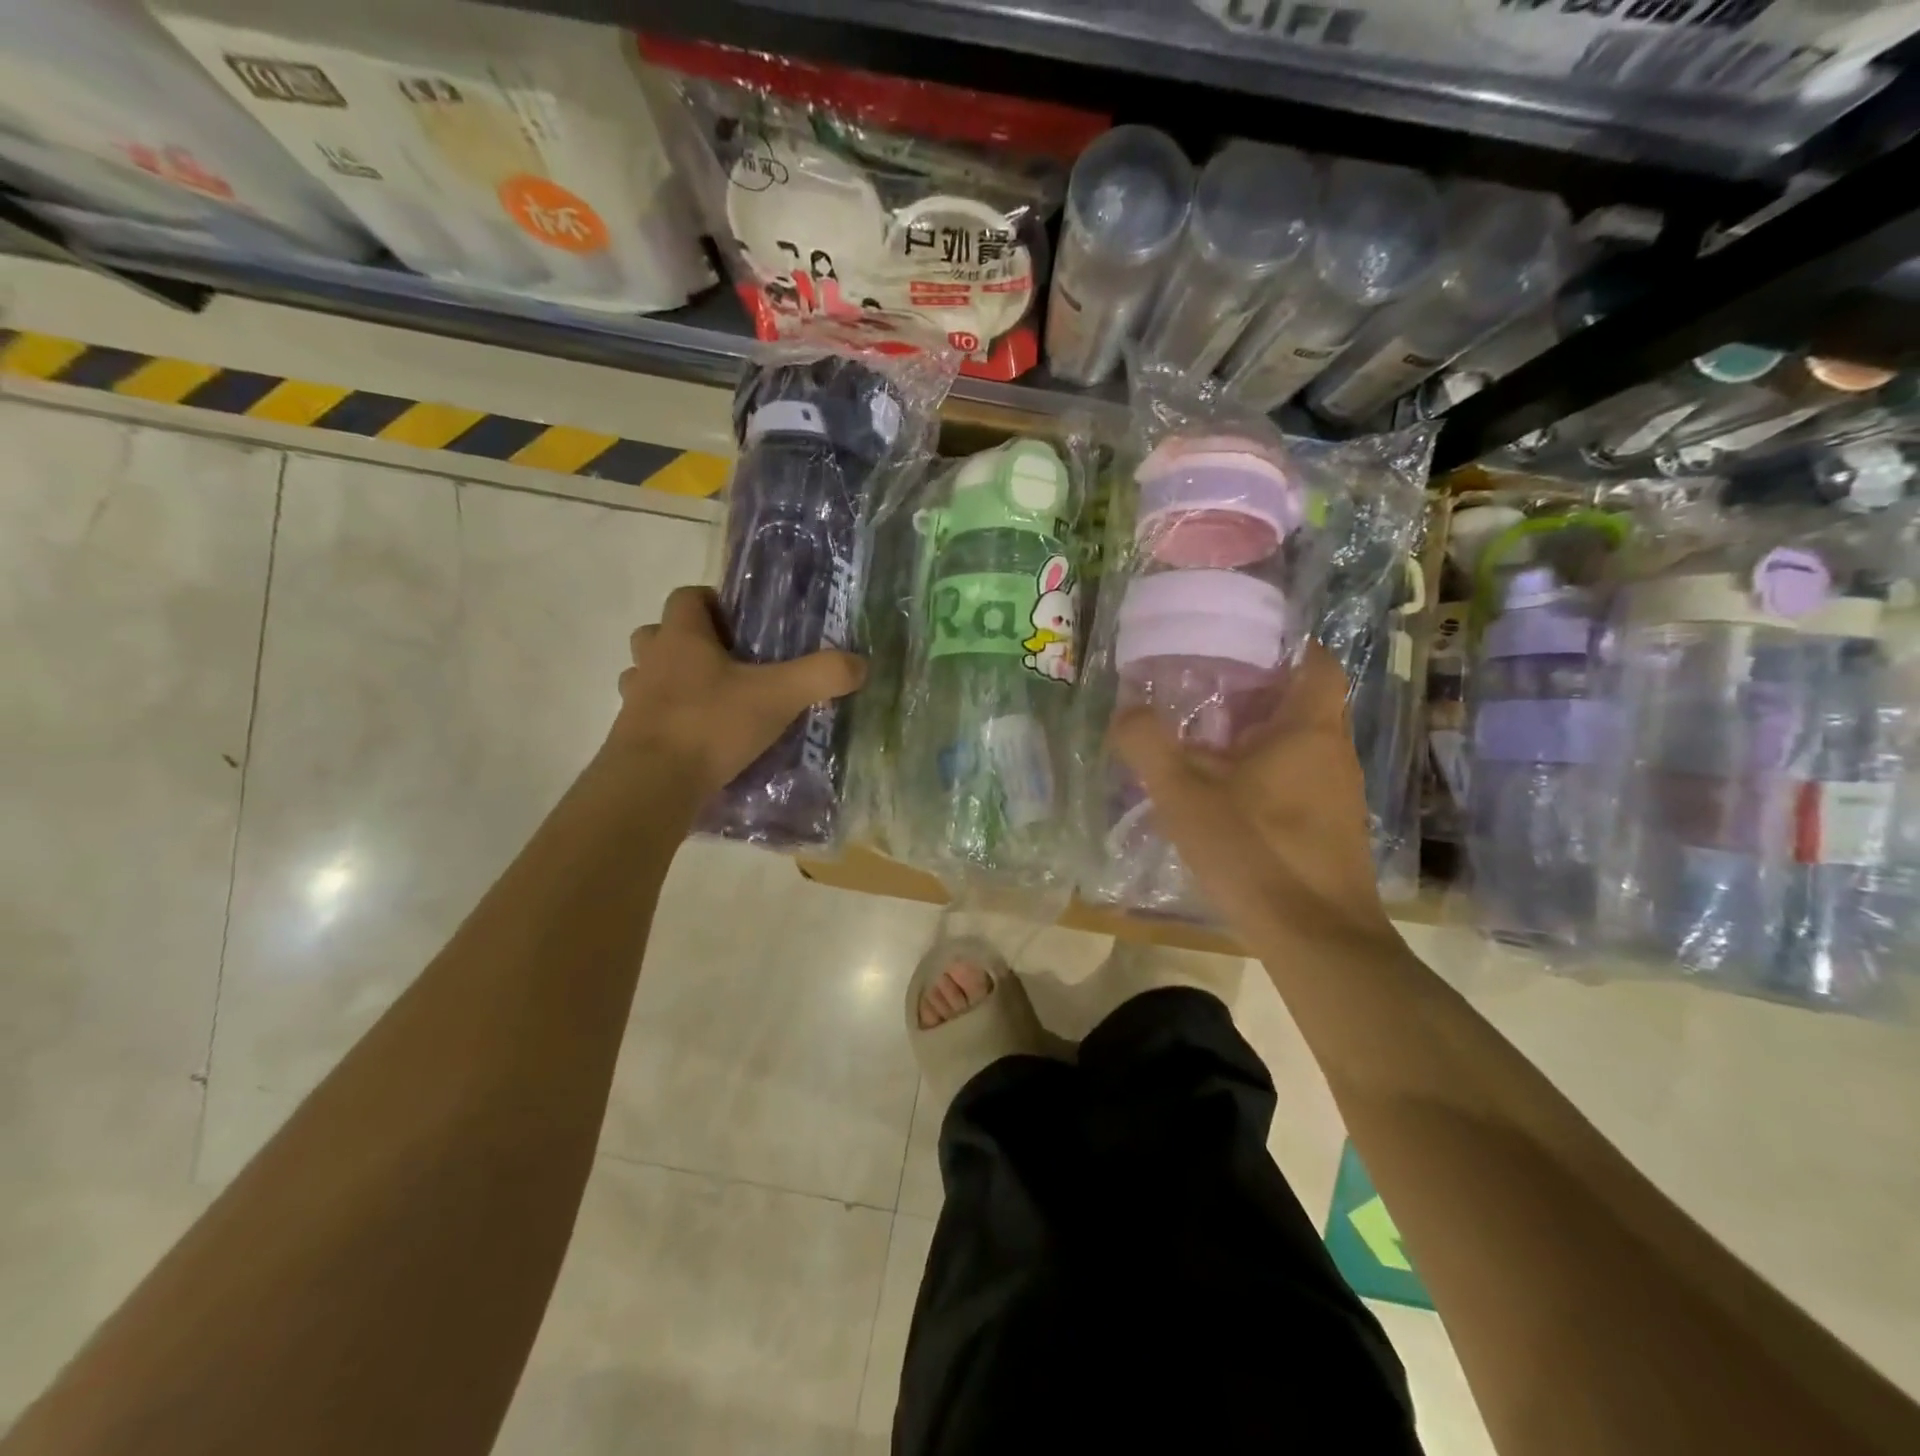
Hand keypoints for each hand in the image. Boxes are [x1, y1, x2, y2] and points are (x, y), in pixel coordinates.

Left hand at [606, 586, 865, 796]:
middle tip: (727, 662)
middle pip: (659, 634)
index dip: (712, 602)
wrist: (652, 785)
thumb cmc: (711, 725)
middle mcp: (651, 661)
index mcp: (681, 638)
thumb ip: (821, 676)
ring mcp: (635, 700)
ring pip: (647, 676)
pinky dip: (671, 721)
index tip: (740, 623)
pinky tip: (701, 740)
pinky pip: (649, 717)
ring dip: (673, 681)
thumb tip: (861, 664)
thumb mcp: (778, 697)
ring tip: (713, 701)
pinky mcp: (630, 737)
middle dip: (688, 642)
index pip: (687, 597)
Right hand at [1111, 643, 1389, 945]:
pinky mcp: (1332, 827)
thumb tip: (1126, 710)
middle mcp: (1333, 752)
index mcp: (1308, 728)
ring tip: (1203, 744)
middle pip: (1300, 701)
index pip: (1315, 660)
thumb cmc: (1255, 854)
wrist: (1318, 940)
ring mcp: (1338, 793)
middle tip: (1200, 694)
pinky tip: (1226, 798)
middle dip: (1253, 694)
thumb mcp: (1185, 797)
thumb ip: (1149, 747)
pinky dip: (1266, 774)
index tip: (1236, 648)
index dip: (1281, 646)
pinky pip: (1299, 779)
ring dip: (1256, 738)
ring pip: (1298, 744)